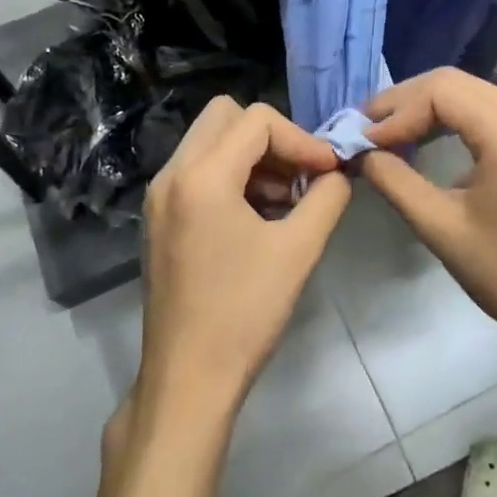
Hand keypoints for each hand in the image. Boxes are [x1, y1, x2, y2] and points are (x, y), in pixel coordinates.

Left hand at [136, 98, 351, 422]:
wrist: (188, 379)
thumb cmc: (244, 313)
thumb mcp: (298, 250)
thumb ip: (326, 198)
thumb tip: (337, 174)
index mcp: (202, 175)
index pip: (258, 120)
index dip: (301, 139)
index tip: (328, 172)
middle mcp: (172, 173)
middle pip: (226, 116)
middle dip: (271, 139)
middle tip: (301, 176)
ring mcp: (160, 196)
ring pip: (210, 142)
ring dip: (252, 157)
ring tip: (285, 201)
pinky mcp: (159, 218)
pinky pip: (198, 171)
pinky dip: (231, 177)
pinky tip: (258, 217)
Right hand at [359, 68, 496, 363]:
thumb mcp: (439, 226)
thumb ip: (394, 180)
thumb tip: (358, 152)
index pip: (440, 92)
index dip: (396, 111)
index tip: (361, 140)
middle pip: (453, 83)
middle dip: (404, 102)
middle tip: (364, 128)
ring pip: (468, 91)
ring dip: (424, 107)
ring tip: (384, 131)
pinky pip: (485, 107)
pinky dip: (449, 116)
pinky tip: (422, 136)